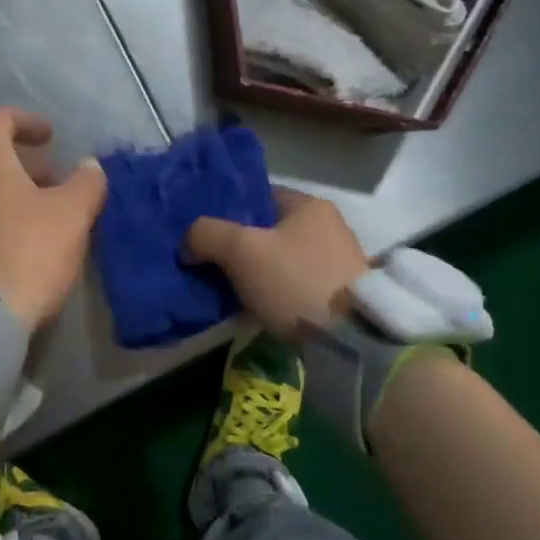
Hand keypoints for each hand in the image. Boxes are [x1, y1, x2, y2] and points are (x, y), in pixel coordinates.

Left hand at [0, 107, 106, 331]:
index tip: (51, 139)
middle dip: (21, 162)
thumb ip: (86, 183)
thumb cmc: (26, 252)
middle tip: (52, 182)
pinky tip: (9, 244)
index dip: (29, 122)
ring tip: (35, 216)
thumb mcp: (71, 216)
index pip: (1, 118)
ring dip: (4, 191)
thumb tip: (90, 165)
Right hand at [181, 189, 369, 340]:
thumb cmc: (295, 281)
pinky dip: (273, 295)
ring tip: (226, 291)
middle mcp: (328, 227)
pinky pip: (293, 287)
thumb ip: (207, 235)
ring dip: (256, 274)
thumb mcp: (241, 250)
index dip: (229, 211)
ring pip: (280, 261)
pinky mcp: (340, 298)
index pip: (260, 196)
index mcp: (309, 205)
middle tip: (210, 263)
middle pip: (269, 231)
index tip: (205, 232)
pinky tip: (254, 310)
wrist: (352, 343)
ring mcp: (337, 264)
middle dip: (239, 246)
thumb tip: (187, 243)